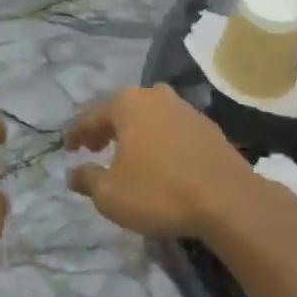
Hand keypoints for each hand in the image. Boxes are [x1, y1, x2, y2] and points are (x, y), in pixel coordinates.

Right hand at [64, 85, 259, 238]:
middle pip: (121, 110)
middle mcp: (155, 96)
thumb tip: (72, 173)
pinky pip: (172, 129)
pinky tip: (160, 161)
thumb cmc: (160, 192)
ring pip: (149, 117)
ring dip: (134, 133)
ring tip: (127, 155)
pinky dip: (159, 140)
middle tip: (94, 148)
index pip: (91, 115)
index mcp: (127, 103)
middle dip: (105, 129)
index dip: (76, 134)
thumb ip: (87, 180)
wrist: (229, 201)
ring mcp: (185, 108)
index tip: (67, 150)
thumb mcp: (111, 194)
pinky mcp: (208, 127)